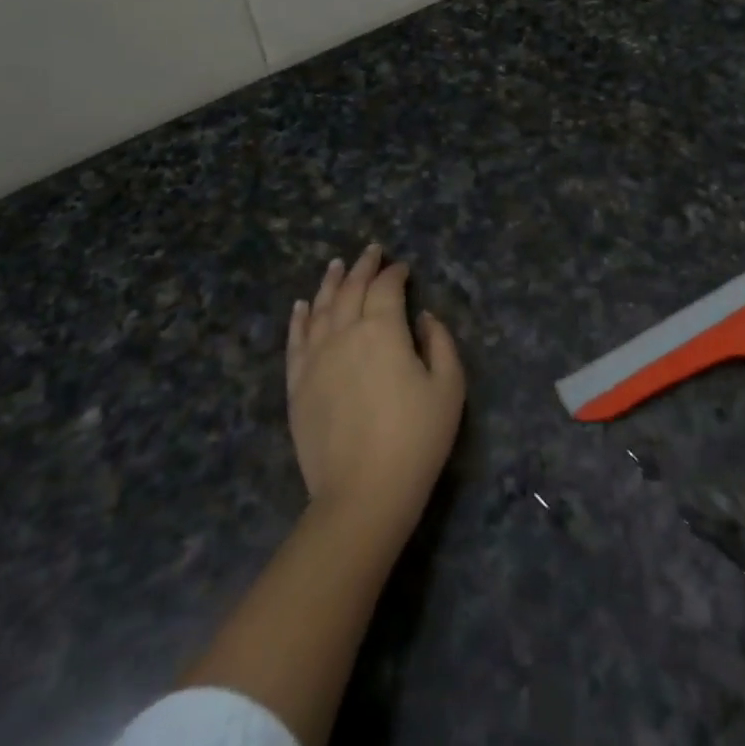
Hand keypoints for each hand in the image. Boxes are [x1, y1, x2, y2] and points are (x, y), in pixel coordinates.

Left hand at [287, 245, 464, 539]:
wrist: (363, 494)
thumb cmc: (416, 439)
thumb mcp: (449, 387)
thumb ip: (440, 342)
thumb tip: (422, 317)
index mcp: (383, 331)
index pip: (386, 288)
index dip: (395, 273)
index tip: (403, 267)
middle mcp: (344, 334)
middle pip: (351, 289)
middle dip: (364, 267)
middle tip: (372, 251)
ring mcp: (315, 359)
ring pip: (320, 308)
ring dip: (331, 282)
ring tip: (337, 264)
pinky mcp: (297, 386)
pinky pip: (295, 341)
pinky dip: (299, 318)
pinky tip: (302, 305)